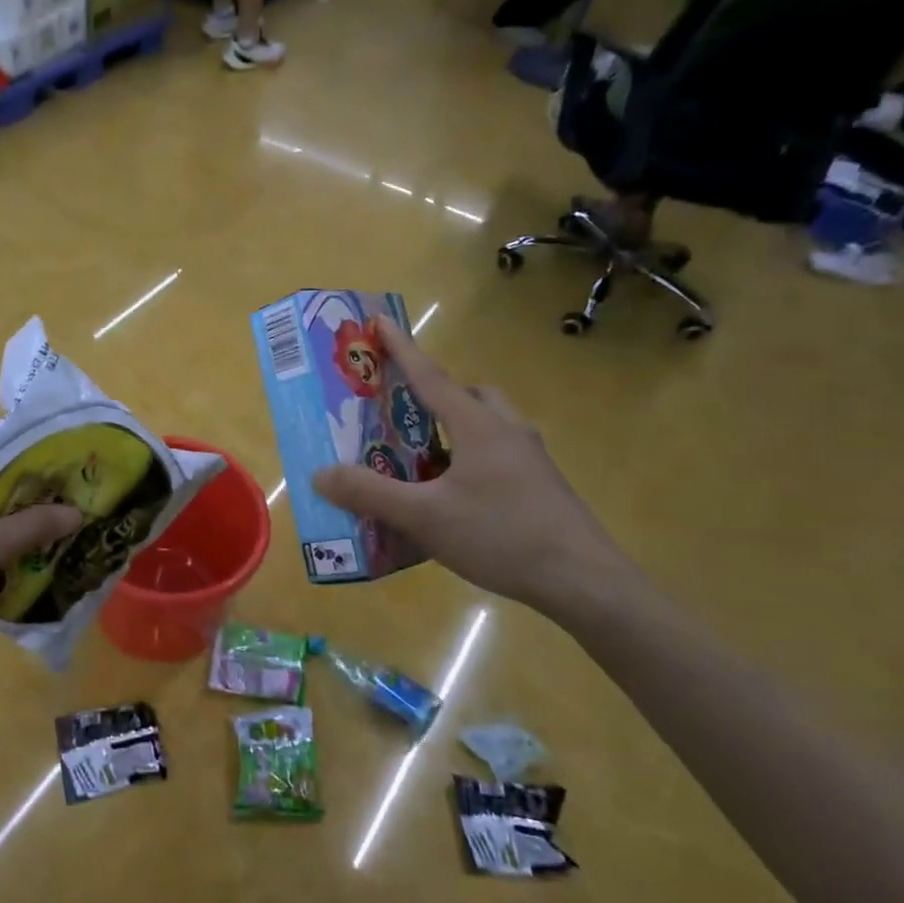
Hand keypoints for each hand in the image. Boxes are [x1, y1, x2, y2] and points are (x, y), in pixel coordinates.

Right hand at [311, 317, 630, 613]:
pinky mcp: (542, 486)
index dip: (403, 349)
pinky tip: (456, 496)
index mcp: (477, 426)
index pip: (431, 377)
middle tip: (408, 414)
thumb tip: (320, 475)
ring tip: (426, 458)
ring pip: (490, 425)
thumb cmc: (501, 535)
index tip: (382, 321)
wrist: (583, 580)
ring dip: (458, 428)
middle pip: (470, 395)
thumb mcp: (425, 517)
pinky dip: (473, 458)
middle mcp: (507, 431)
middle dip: (439, 394)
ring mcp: (531, 459)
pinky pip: (500, 454)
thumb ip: (370, 494)